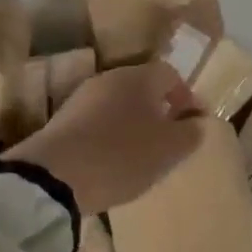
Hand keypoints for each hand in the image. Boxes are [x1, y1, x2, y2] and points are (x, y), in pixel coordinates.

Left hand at [4, 62, 200, 215]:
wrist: (53, 177)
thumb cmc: (122, 156)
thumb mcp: (170, 149)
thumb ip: (191, 132)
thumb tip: (197, 121)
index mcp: (139, 77)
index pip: (170, 75)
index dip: (185, 97)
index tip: (193, 123)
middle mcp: (109, 79)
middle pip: (142, 88)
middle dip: (158, 110)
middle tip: (169, 139)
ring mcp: (81, 98)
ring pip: (118, 105)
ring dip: (132, 124)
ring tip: (141, 155)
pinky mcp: (62, 121)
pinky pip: (97, 122)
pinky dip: (109, 136)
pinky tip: (111, 162)